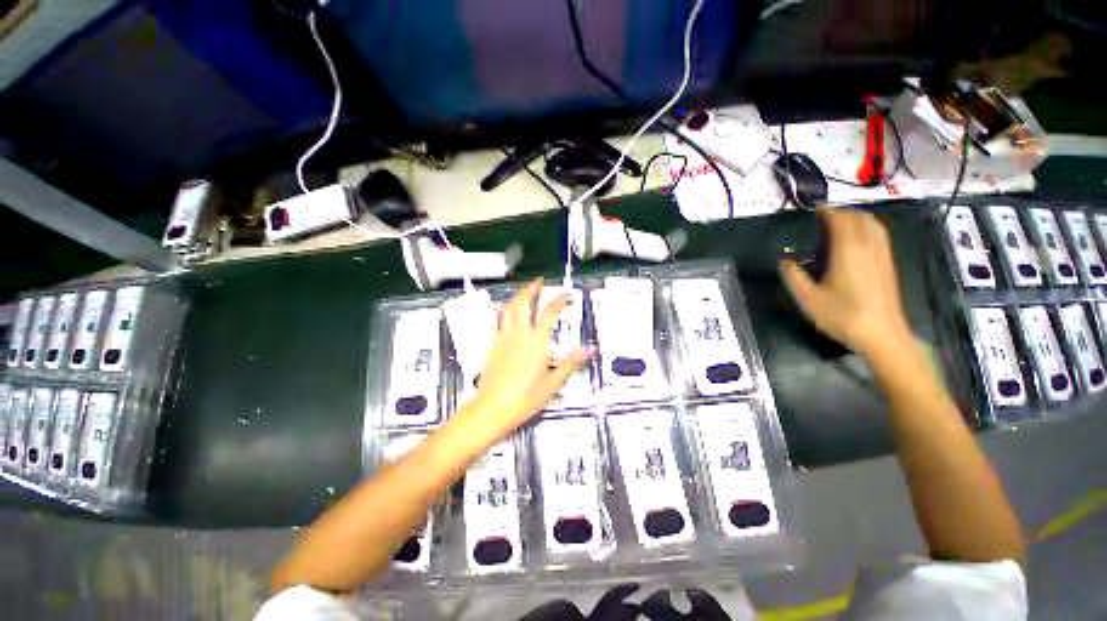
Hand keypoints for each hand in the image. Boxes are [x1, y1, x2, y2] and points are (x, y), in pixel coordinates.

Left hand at [455, 280, 590, 444]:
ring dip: (516, 297)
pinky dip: (502, 312)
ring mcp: (503, 338)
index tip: (568, 296)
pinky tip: (504, 312)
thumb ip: (571, 362)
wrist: (492, 409)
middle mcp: (519, 334)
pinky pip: (496, 322)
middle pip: (523, 303)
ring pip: (508, 309)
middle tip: (539, 282)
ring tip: (523, 292)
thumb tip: (590, 349)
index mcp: (536, 342)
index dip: (559, 301)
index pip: (549, 313)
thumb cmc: (526, 398)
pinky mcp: (492, 345)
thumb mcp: (553, 383)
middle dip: (532, 289)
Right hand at [779, 209, 913, 363]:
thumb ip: (794, 277)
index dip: (828, 211)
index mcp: (848, 252)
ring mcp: (882, 255)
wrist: (883, 335)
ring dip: (856, 218)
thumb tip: (784, 261)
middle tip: (822, 217)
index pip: (840, 221)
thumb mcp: (808, 300)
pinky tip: (857, 239)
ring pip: (873, 224)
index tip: (814, 209)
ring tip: (839, 223)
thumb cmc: (843, 316)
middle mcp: (868, 247)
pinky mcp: (888, 264)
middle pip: (859, 218)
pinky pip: (879, 234)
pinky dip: (867, 227)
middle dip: (841, 212)